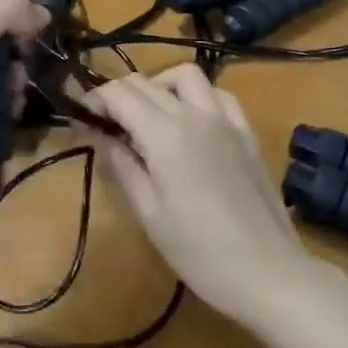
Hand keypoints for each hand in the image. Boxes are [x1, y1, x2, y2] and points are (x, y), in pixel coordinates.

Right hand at [87, 65, 318, 325]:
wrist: (268, 271)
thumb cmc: (199, 251)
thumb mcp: (149, 213)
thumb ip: (122, 165)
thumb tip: (98, 134)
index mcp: (166, 134)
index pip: (119, 94)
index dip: (94, 100)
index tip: (80, 119)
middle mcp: (195, 113)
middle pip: (146, 82)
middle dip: (118, 94)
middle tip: (104, 123)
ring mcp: (226, 119)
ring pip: (186, 75)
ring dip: (158, 85)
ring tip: (147, 116)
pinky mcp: (247, 132)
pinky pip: (218, 94)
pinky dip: (196, 95)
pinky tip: (190, 122)